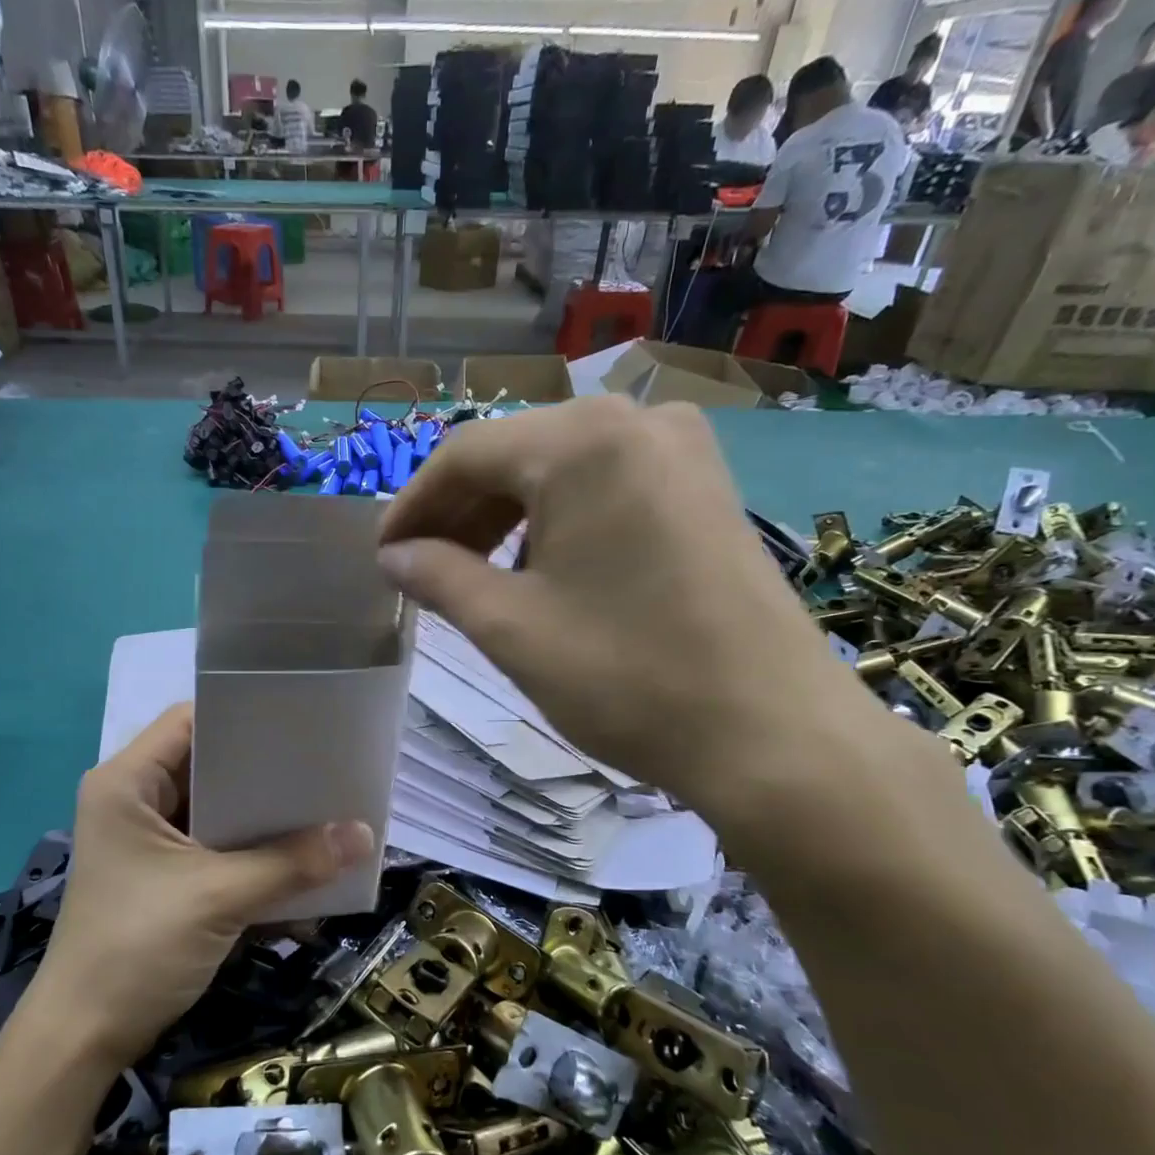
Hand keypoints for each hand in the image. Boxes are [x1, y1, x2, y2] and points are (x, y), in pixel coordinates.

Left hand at [30, 704, 373, 1069]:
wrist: (85, 1039)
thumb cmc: (137, 947)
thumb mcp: (219, 897)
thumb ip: (292, 863)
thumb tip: (365, 835)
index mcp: (127, 783)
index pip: (190, 721)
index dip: (244, 716)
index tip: (301, 722)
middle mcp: (136, 801)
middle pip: (210, 766)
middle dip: (267, 772)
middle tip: (325, 766)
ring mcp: (151, 842)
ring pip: (219, 811)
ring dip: (266, 819)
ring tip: (326, 808)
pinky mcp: (167, 877)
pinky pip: (219, 850)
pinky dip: (255, 856)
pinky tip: (302, 865)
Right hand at [376, 396, 892, 827]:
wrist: (771, 733)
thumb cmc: (627, 678)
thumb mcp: (512, 628)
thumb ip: (440, 577)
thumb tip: (393, 556)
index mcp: (582, 442)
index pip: (465, 454)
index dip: (412, 505)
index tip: (383, 556)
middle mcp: (635, 421)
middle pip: (515, 453)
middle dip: (459, 511)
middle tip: (422, 570)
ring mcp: (681, 449)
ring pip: (560, 468)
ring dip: (505, 516)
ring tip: (473, 575)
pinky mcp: (706, 486)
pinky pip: (606, 484)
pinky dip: (557, 520)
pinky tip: (539, 568)